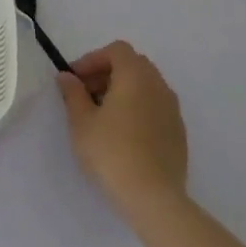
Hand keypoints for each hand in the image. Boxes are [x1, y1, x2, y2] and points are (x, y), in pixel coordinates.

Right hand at [57, 41, 189, 229]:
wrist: (152, 196)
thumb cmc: (110, 152)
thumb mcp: (81, 122)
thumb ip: (73, 94)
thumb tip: (67, 77)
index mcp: (136, 77)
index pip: (117, 50)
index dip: (93, 59)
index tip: (75, 79)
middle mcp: (159, 86)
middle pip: (133, 65)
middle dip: (107, 73)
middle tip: (85, 95)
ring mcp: (173, 109)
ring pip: (146, 86)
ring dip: (122, 90)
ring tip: (101, 115)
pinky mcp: (178, 131)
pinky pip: (155, 106)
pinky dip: (137, 107)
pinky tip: (122, 133)